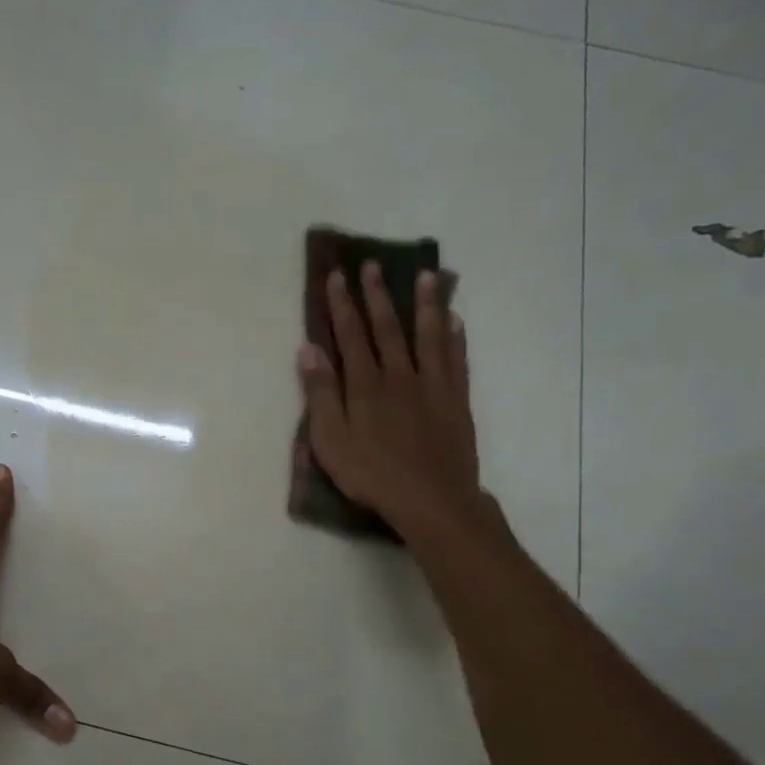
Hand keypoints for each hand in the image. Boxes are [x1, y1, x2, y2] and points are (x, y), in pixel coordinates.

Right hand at [298, 262, 489, 550]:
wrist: (432, 500)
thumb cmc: (372, 474)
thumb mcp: (330, 440)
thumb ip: (320, 394)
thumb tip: (308, 349)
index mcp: (365, 385)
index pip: (350, 336)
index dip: (342, 305)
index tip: (338, 276)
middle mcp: (399, 375)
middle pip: (388, 327)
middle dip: (377, 295)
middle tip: (373, 265)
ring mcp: (432, 386)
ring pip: (429, 335)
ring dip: (426, 304)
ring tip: (427, 275)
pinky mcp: (456, 400)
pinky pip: (456, 360)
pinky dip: (455, 337)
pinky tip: (455, 320)